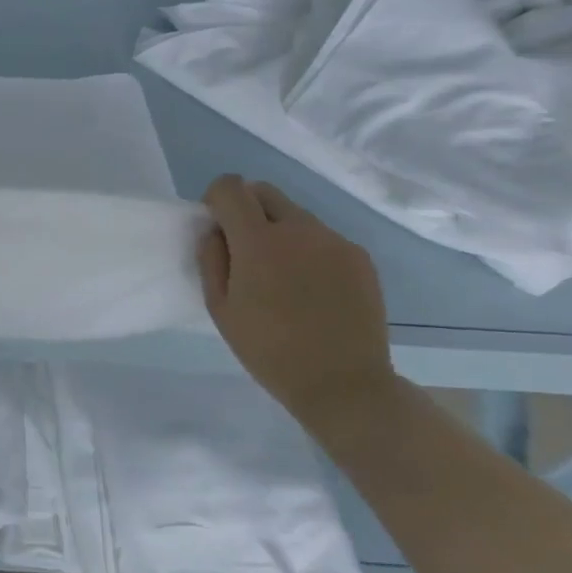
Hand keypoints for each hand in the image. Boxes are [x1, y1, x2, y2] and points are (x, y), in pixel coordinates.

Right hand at [197, 175, 395, 426]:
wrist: (343, 385)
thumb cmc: (268, 350)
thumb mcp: (220, 308)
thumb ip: (211, 259)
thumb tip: (215, 231)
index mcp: (258, 241)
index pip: (230, 187)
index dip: (217, 199)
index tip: (217, 227)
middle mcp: (299, 230)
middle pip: (264, 191)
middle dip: (247, 208)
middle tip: (245, 249)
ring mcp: (334, 241)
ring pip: (295, 215)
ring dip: (279, 230)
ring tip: (283, 275)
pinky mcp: (359, 257)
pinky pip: (322, 237)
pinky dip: (307, 249)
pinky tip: (311, 288)